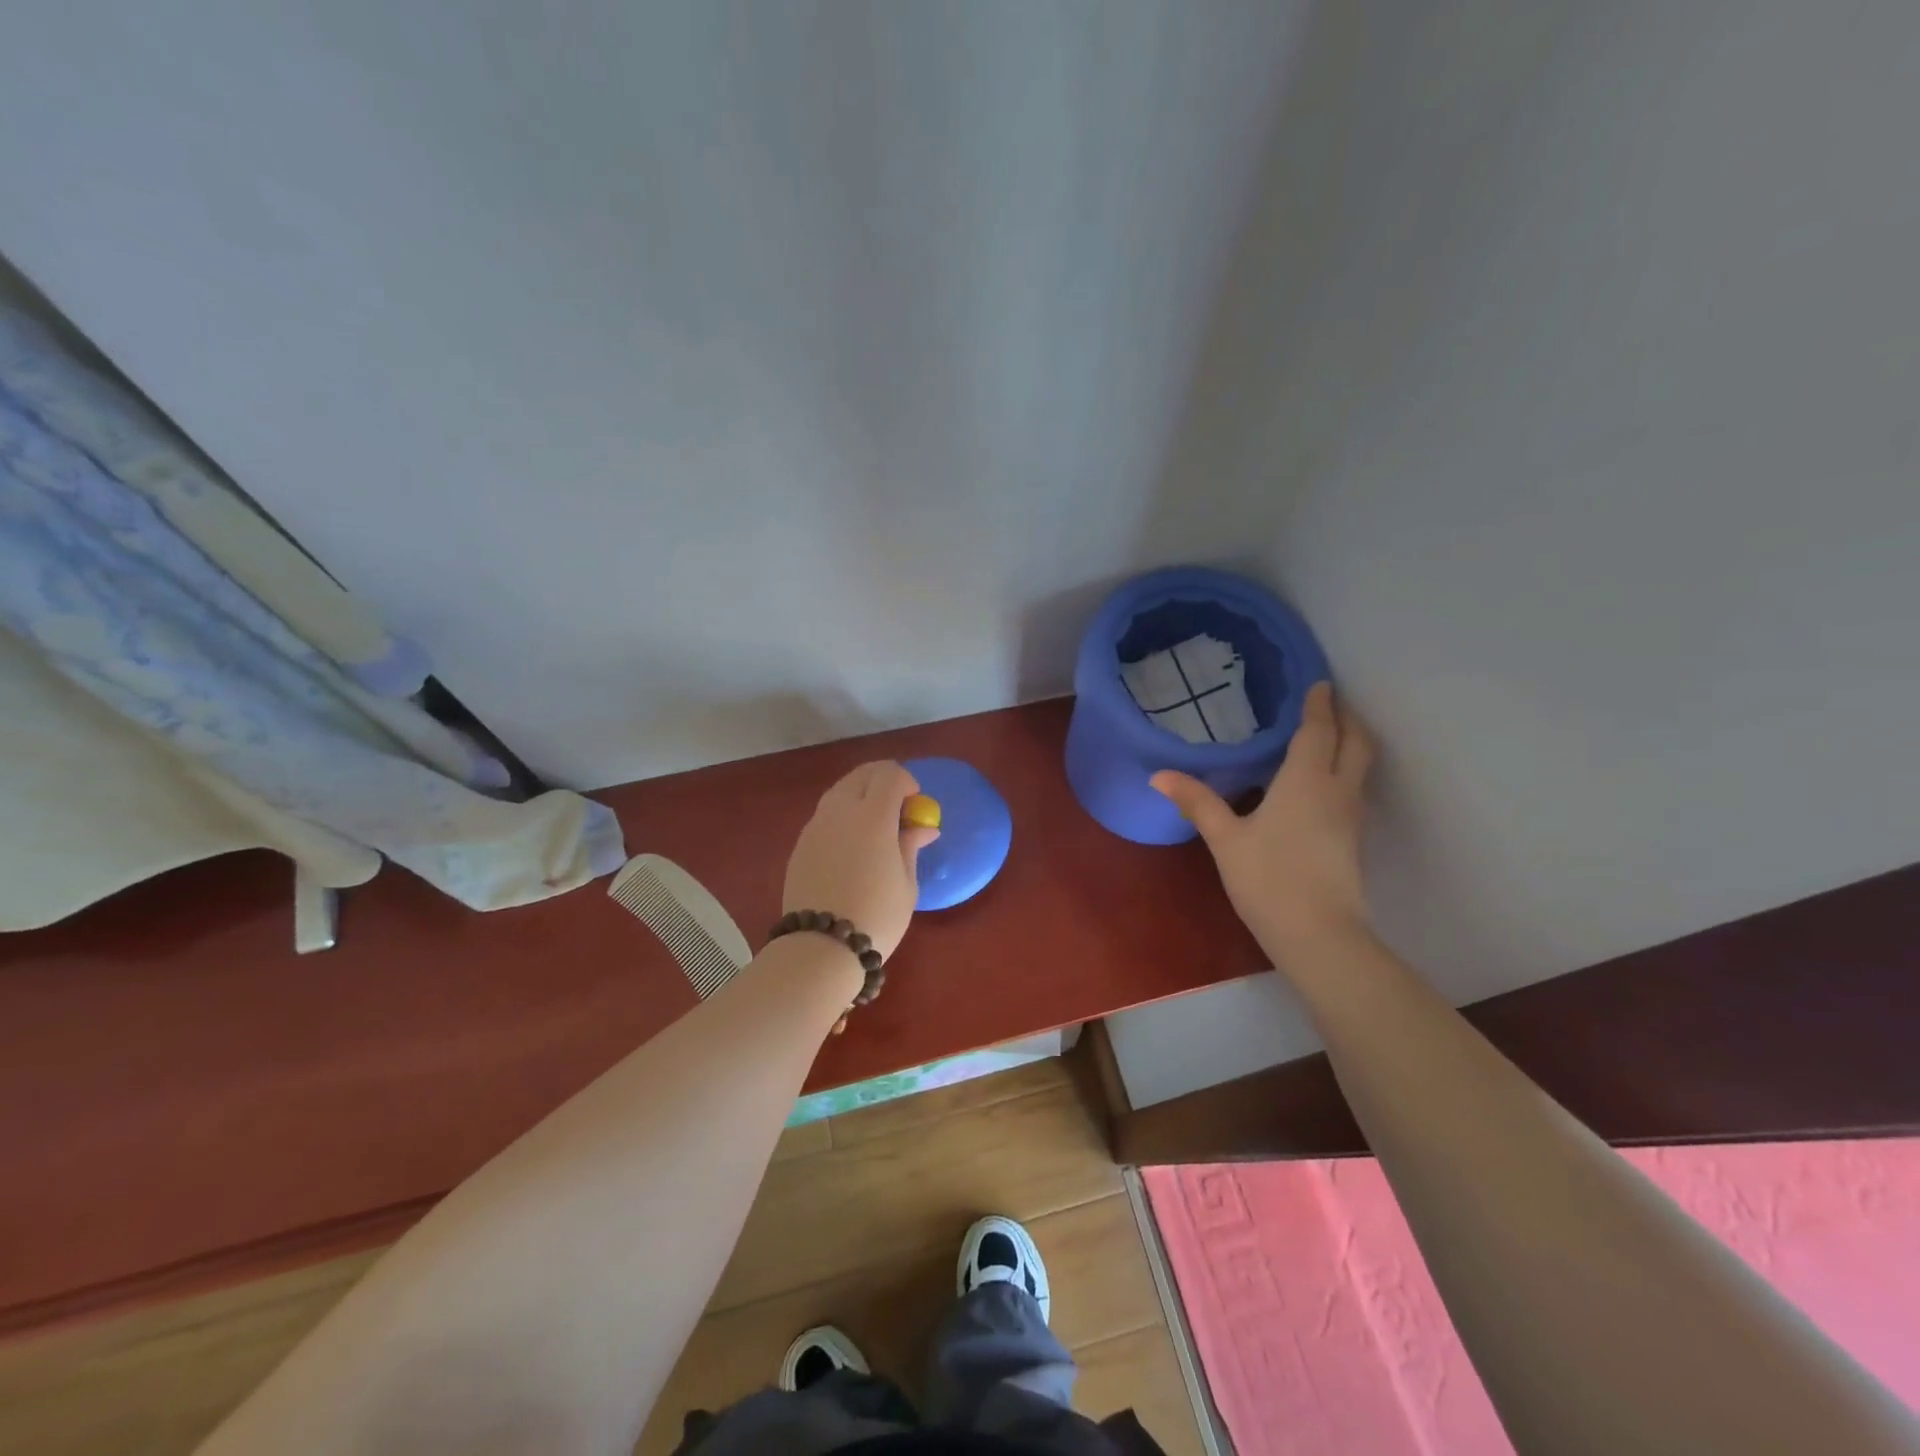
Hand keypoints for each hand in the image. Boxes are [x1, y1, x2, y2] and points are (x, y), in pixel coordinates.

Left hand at [783, 761, 939, 961]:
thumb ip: (910, 846)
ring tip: (874, 826)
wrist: (820, 948)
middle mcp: (840, 811)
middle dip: (882, 780)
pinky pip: (825, 815)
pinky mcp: (800, 844)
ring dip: (860, 795)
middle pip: (861, 775)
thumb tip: (923, 827)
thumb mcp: (906, 883)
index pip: (889, 774)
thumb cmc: (877, 916)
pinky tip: (850, 845)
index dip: (906, 781)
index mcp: (872, 816)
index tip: (915, 803)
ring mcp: (815, 826)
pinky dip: (842, 816)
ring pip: (839, 791)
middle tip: (897, 805)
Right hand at [1151, 682, 1375, 961]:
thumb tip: (1158, 775)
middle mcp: (1337, 790)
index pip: (1318, 731)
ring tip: (1328, 735)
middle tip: (1330, 703)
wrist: (1318, 934)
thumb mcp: (1225, 839)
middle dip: (1346, 718)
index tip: (1320, 682)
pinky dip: (1345, 770)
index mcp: (1305, 781)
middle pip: (1356, 743)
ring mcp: (1351, 816)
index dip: (1319, 705)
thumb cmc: (1269, 879)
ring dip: (1351, 743)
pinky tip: (1322, 782)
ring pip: (1361, 766)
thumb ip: (1197, 802)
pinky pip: (1355, 788)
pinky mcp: (1353, 839)